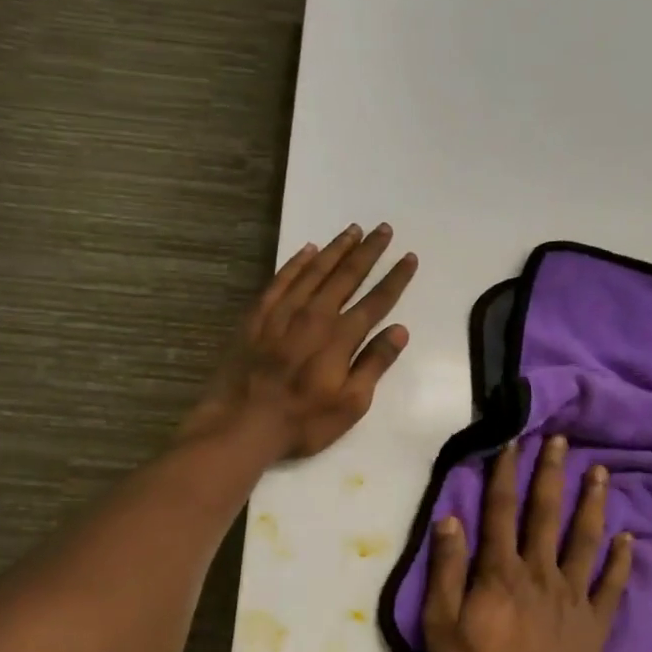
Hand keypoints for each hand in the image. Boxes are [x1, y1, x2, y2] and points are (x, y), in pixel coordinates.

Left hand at [184, 224, 417, 460]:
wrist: (241, 423)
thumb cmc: (302, 421)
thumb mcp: (350, 404)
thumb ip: (374, 364)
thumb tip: (399, 331)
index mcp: (340, 337)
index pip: (376, 301)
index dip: (395, 279)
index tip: (409, 257)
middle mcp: (315, 315)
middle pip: (346, 276)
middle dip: (368, 251)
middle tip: (383, 228)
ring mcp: (283, 312)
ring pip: (314, 270)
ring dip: (336, 249)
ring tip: (352, 230)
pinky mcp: (257, 316)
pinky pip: (281, 279)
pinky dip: (296, 262)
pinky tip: (307, 250)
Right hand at [423, 436, 633, 651]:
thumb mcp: (442, 626)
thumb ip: (447, 571)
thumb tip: (450, 519)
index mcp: (501, 572)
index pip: (501, 511)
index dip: (505, 474)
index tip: (512, 442)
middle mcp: (540, 572)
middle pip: (546, 514)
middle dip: (552, 474)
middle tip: (562, 440)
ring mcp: (573, 597)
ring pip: (584, 539)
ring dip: (592, 503)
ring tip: (600, 472)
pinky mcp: (595, 623)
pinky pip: (611, 585)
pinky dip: (620, 561)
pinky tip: (628, 539)